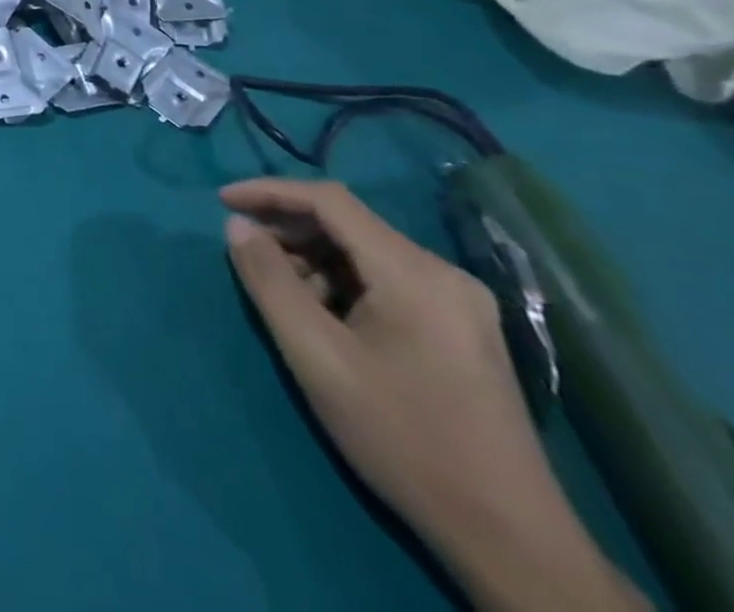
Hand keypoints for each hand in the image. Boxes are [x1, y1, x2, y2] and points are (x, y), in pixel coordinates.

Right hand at [223, 180, 645, 611]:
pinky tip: (327, 319)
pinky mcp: (462, 328)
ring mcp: (460, 302)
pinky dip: (343, 284)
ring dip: (314, 260)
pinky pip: (387, 280)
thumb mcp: (317, 357)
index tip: (222, 202)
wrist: (512, 540)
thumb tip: (237, 225)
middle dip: (289, 231)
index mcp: (414, 272)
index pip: (329, 200)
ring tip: (285, 297)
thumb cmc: (402, 439)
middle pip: (349, 224)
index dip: (269, 191)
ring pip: (366, 252)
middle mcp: (443, 273)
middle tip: (247, 256)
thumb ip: (269, 281)